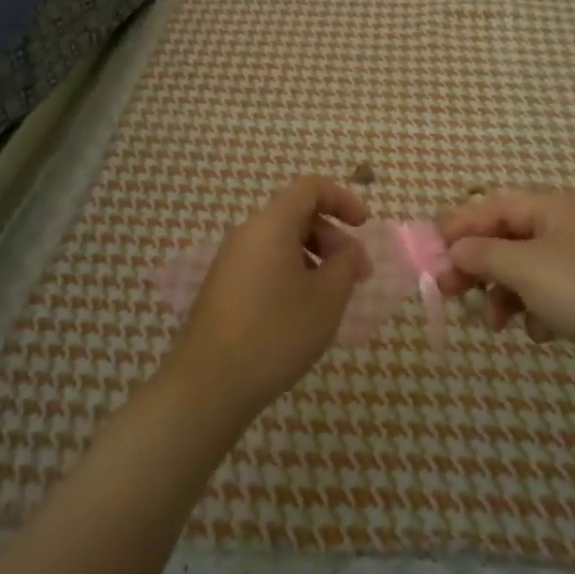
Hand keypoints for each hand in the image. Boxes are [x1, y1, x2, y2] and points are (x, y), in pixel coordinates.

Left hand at [167, 177, 370, 415]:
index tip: (365, 226)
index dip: (343, 199)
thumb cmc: (276, 333)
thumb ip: (346, 263)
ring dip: (315, 258)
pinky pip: (266, 264)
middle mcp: (247, 234)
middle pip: (297, 216)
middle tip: (358, 275)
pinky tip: (303, 312)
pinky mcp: (223, 289)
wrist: (209, 385)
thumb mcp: (327, 298)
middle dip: (334, 237)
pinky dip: (293, 274)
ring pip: (282, 243)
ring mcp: (230, 262)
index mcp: (271, 225)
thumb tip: (347, 250)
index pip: (310, 188)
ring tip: (334, 297)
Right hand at [437, 190, 574, 380]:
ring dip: (504, 294)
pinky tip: (540, 332)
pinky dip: (535, 310)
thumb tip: (454, 250)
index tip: (429, 250)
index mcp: (556, 205)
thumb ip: (481, 253)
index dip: (458, 226)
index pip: (494, 206)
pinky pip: (548, 293)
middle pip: (507, 238)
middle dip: (479, 265)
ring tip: (496, 323)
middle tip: (448, 290)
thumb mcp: (525, 267)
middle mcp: (569, 225)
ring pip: (525, 269)